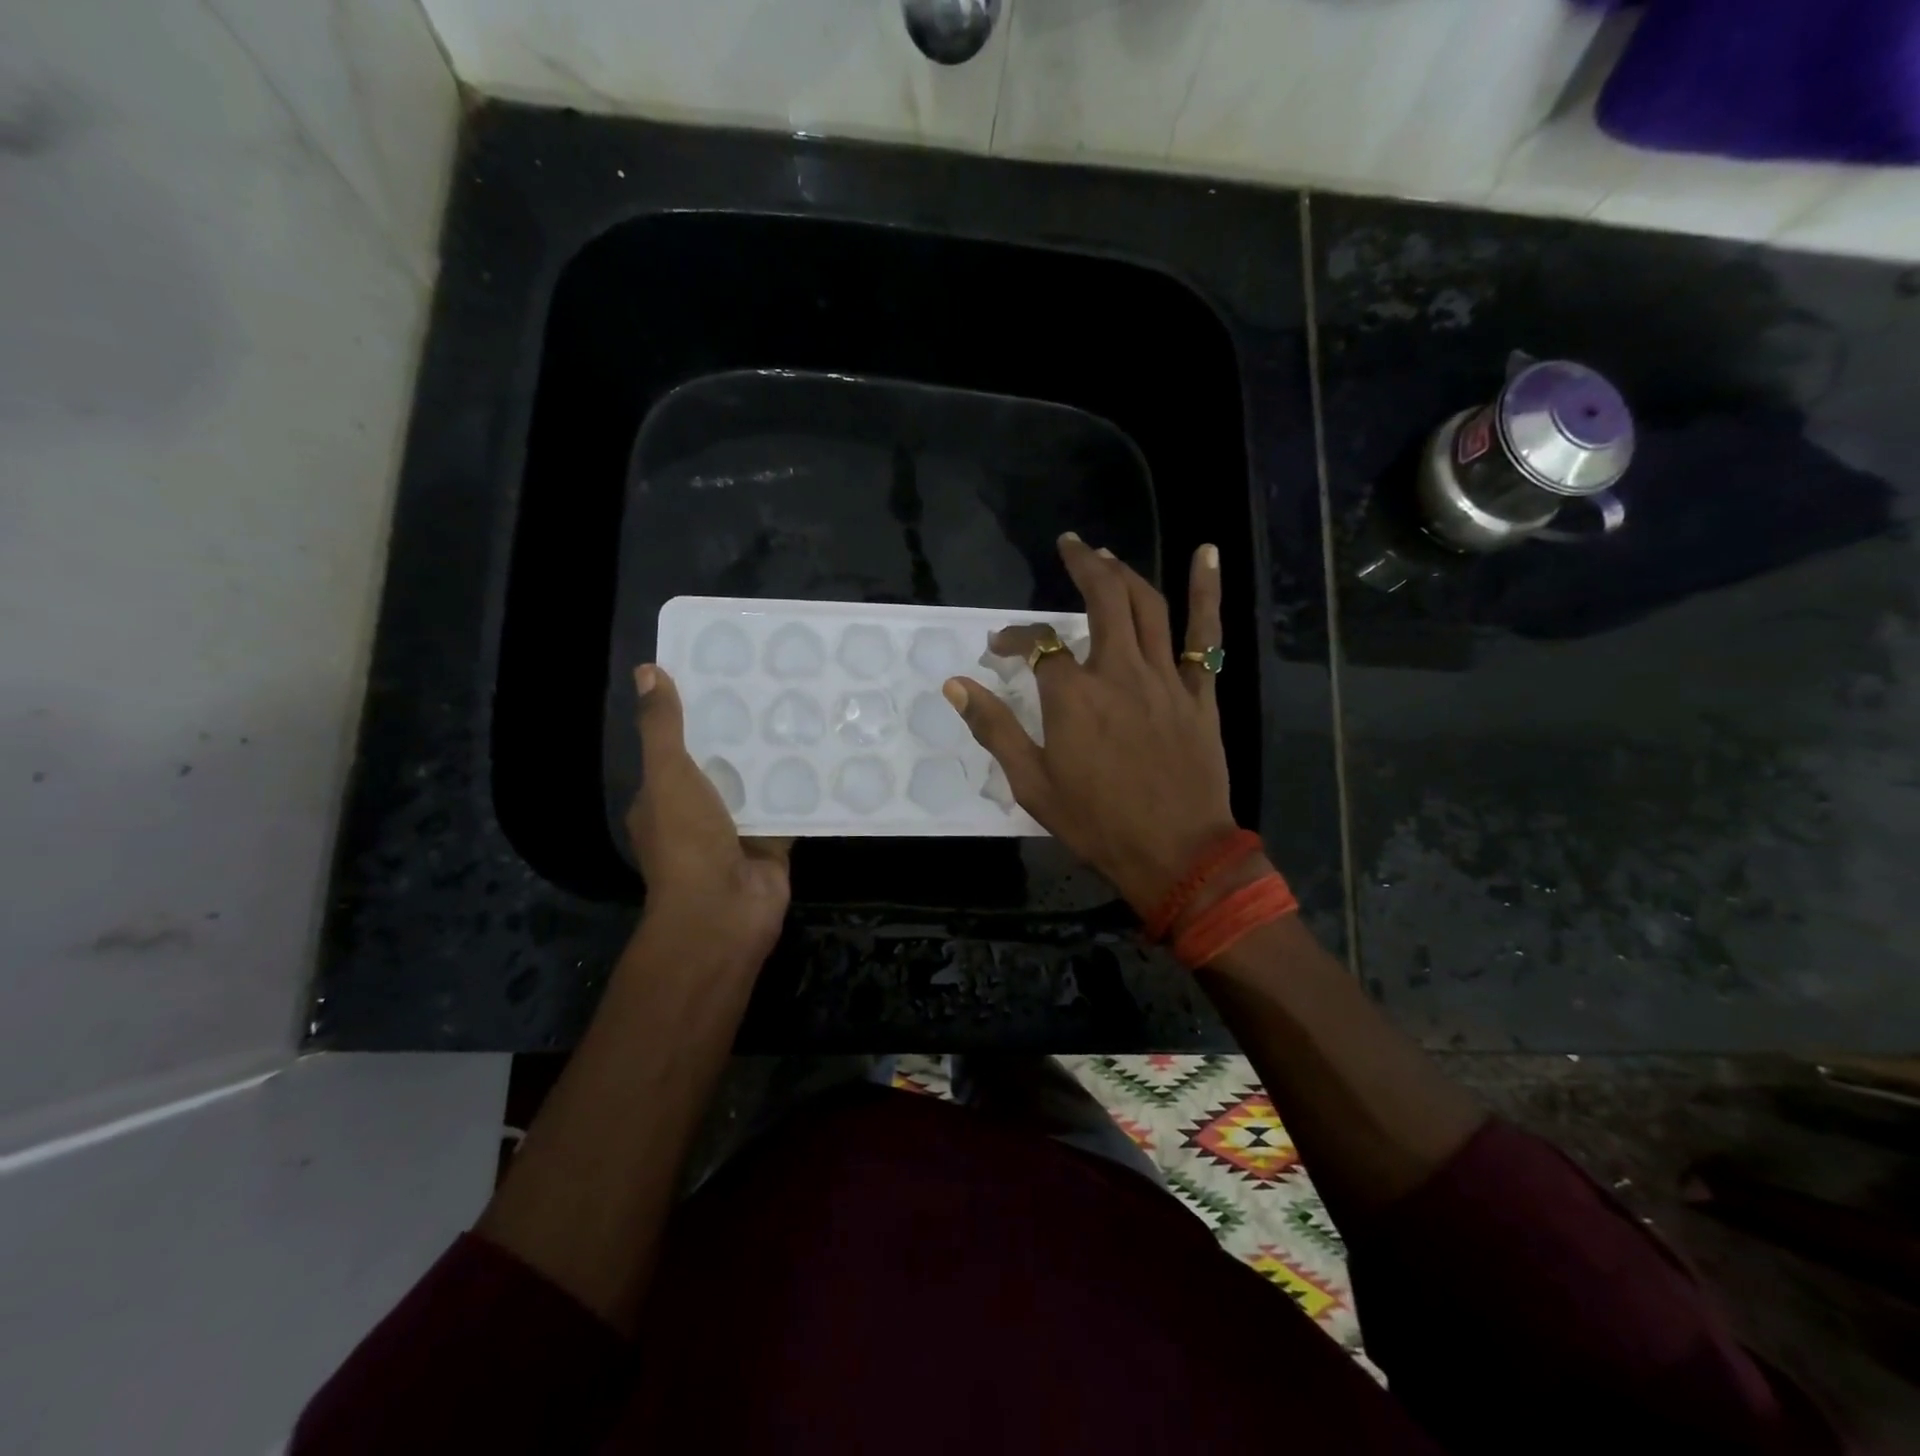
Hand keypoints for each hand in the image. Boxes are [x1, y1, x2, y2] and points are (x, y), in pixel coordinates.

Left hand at [626, 665, 791, 964]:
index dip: (694, 713)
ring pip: (757, 784)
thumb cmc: (687, 840)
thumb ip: (663, 727)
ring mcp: (736, 830)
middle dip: (742, 732)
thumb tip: (647, 671)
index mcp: (663, 797)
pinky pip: (788, 808)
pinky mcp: (772, 843)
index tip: (724, 675)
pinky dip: (803, 788)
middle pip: (721, 763)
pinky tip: (825, 754)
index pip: (677, 746)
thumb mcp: (667, 774)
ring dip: (774, 758)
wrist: (724, 909)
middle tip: (773, 686)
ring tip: (803, 710)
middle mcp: (698, 812)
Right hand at [942, 533, 1237, 914]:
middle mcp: (1119, 673)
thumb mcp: (1032, 784)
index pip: (1037, 644)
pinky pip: (1206, 635)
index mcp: (1073, 697)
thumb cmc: (1097, 823)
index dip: (1014, 637)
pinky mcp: (1199, 693)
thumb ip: (994, 729)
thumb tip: (955, 685)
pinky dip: (1207, 591)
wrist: (1175, 854)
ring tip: (1107, 555)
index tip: (1000, 647)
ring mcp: (1165, 679)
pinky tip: (1207, 553)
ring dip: (1125, 572)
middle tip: (1069, 545)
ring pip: (1147, 606)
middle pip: (1102, 599)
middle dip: (1083, 565)